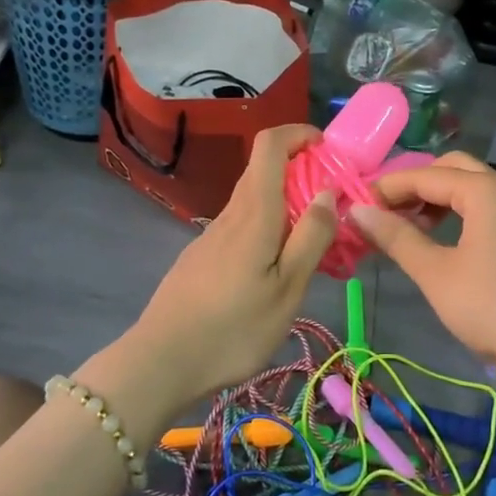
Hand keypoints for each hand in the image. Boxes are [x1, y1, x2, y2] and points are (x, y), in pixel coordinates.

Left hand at [83, 125, 337, 427]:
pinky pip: (241, 227)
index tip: (326, 150)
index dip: (298, 134)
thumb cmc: (233, 328)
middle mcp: (230, 214)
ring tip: (312, 247)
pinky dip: (267, 229)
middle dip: (301, 173)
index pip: (269, 145)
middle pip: (263, 171)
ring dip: (286, 206)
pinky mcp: (202, 257)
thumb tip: (328, 192)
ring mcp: (211, 236)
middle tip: (333, 207)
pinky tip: (274, 271)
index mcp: (254, 213)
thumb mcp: (287, 289)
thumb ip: (311, 238)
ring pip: (253, 202)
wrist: (162, 362)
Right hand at [351, 154, 495, 396]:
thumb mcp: (436, 274)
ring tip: (410, 230)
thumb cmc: (494, 308)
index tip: (356, 208)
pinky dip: (461, 214)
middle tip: (386, 214)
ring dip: (439, 199)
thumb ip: (396, 237)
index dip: (387, 188)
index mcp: (485, 189)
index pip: (424, 174)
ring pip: (473, 188)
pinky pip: (489, 208)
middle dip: (415, 185)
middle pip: (452, 169)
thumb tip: (358, 211)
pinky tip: (446, 244)